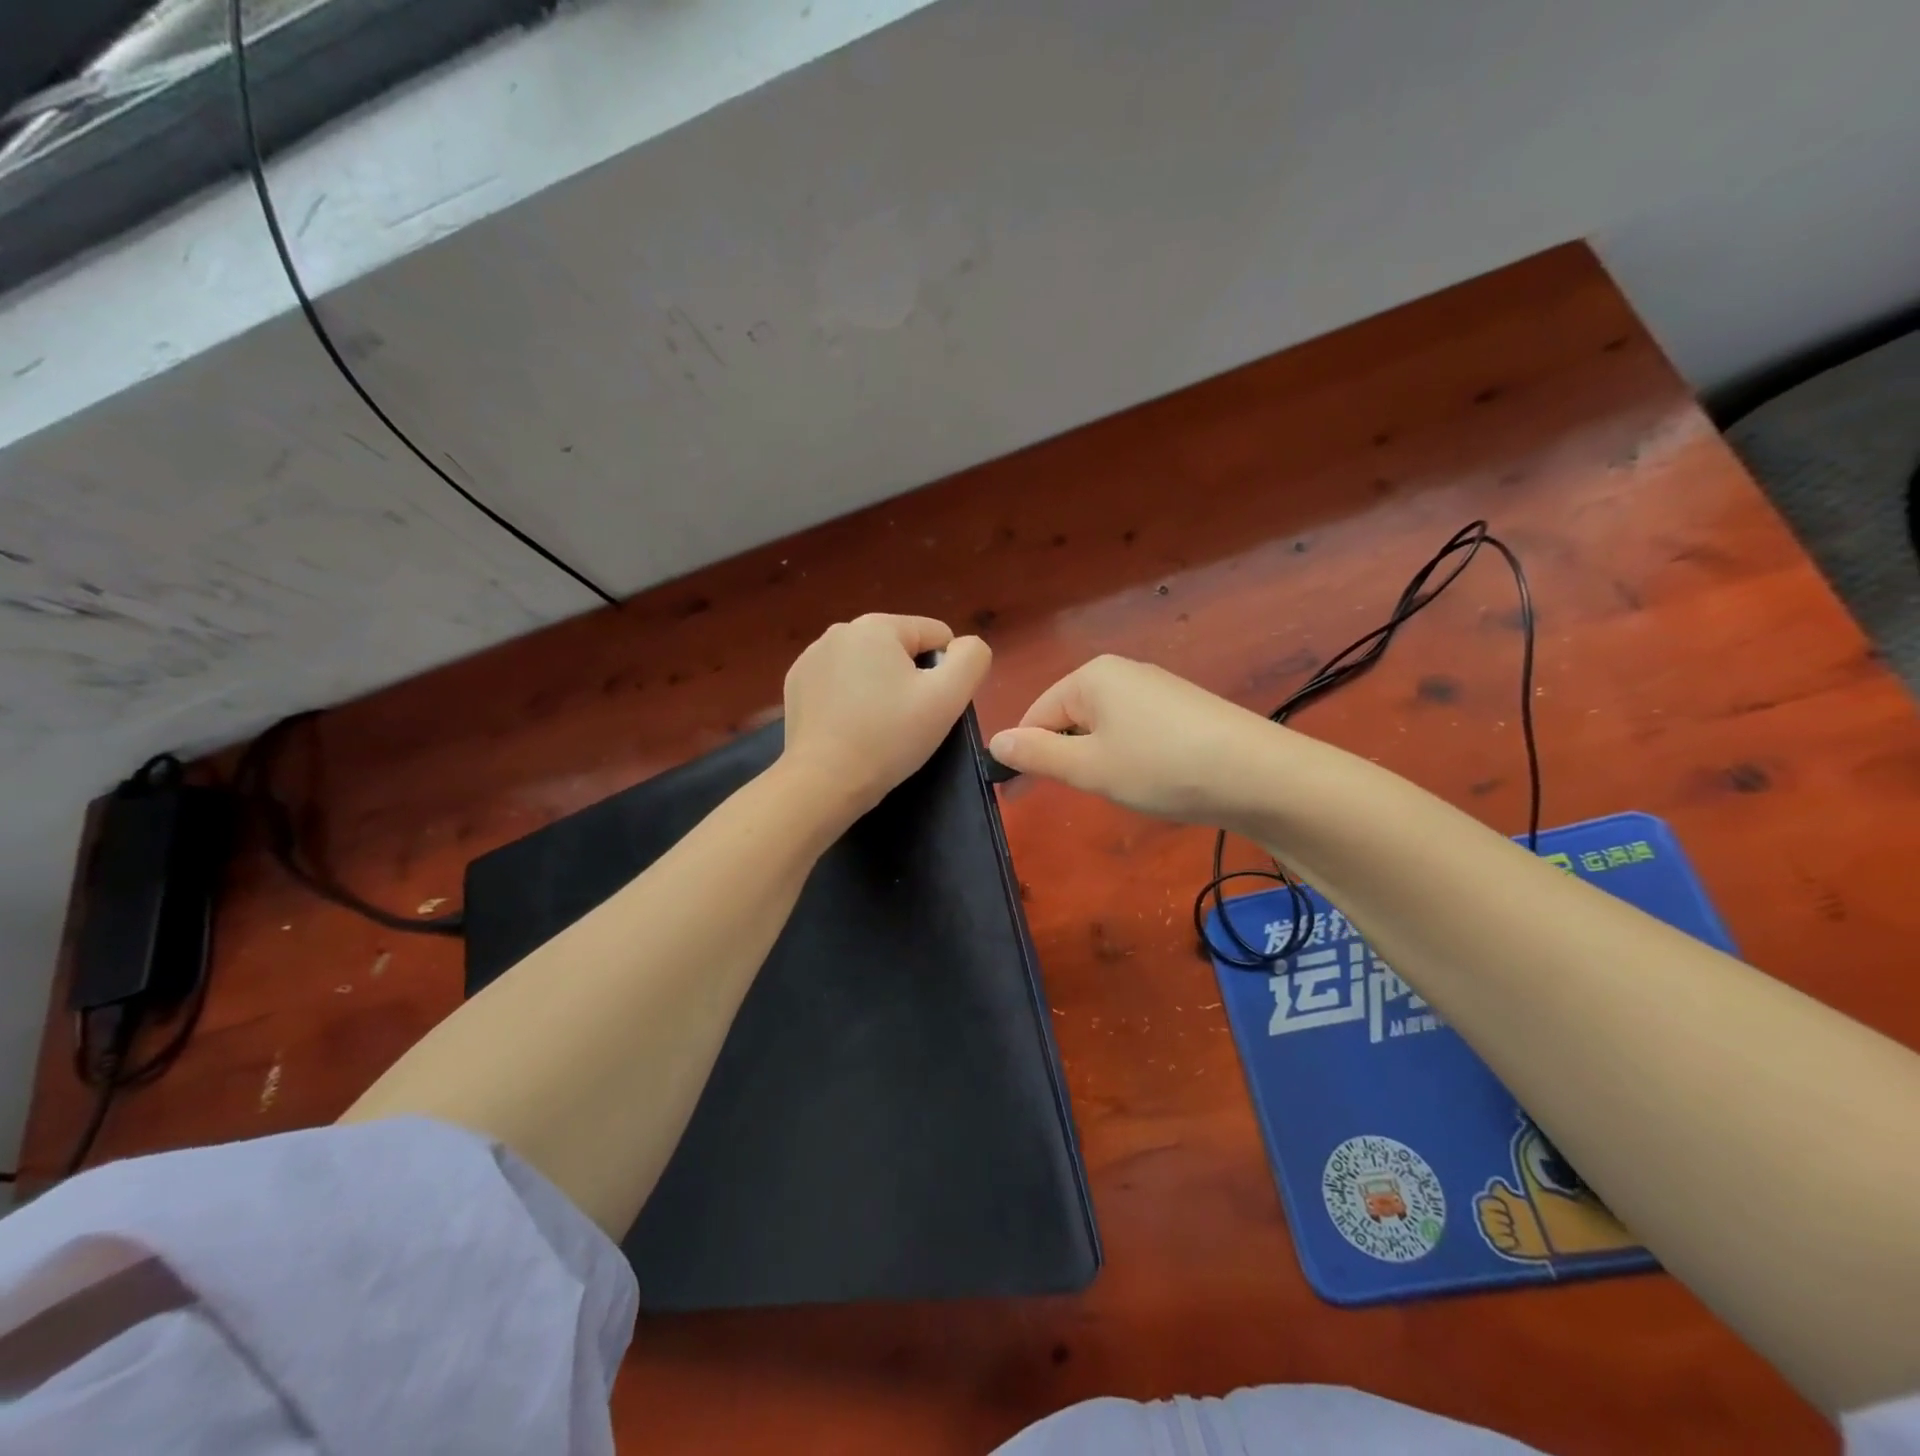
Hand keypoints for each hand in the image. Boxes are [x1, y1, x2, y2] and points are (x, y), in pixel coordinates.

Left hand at [780, 614, 991, 821]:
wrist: (823, 781)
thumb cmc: (889, 737)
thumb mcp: (948, 698)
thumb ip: (971, 659)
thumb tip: (966, 646)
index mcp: (877, 625)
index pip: (936, 636)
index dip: (945, 673)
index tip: (929, 707)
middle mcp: (840, 630)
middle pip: (901, 649)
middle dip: (910, 679)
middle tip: (905, 721)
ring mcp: (812, 656)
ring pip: (870, 666)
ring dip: (880, 689)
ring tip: (876, 728)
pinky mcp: (796, 684)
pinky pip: (841, 682)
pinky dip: (851, 700)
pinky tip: (849, 729)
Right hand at [988, 655, 1277, 825]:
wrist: (1259, 774)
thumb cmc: (1160, 767)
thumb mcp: (1089, 767)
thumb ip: (1037, 753)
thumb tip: (994, 740)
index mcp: (1091, 676)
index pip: (1036, 713)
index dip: (1027, 753)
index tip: (1023, 793)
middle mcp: (1122, 671)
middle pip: (1069, 716)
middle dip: (1068, 756)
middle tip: (1087, 791)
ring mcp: (1156, 687)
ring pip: (1103, 726)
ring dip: (1100, 759)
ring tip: (1125, 787)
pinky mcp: (1183, 707)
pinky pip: (1135, 730)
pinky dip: (1131, 756)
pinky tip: (1154, 777)